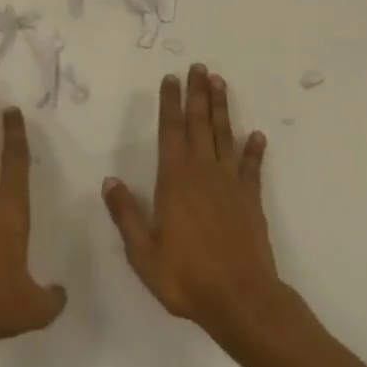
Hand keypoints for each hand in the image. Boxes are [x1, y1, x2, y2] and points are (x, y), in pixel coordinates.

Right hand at [103, 64, 283, 340]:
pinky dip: (254, 150)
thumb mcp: (143, 252)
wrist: (241, 299)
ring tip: (221, 83)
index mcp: (175, 181)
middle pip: (199, 124)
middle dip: (198, 94)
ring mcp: (230, 184)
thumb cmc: (186, 277)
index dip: (170, 103)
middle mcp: (203, 173)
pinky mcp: (250, 200)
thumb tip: (109, 180)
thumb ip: (126, 214)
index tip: (170, 78)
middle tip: (199, 67)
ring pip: (224, 136)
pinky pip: (251, 168)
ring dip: (222, 109)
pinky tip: (257, 135)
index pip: (170, 131)